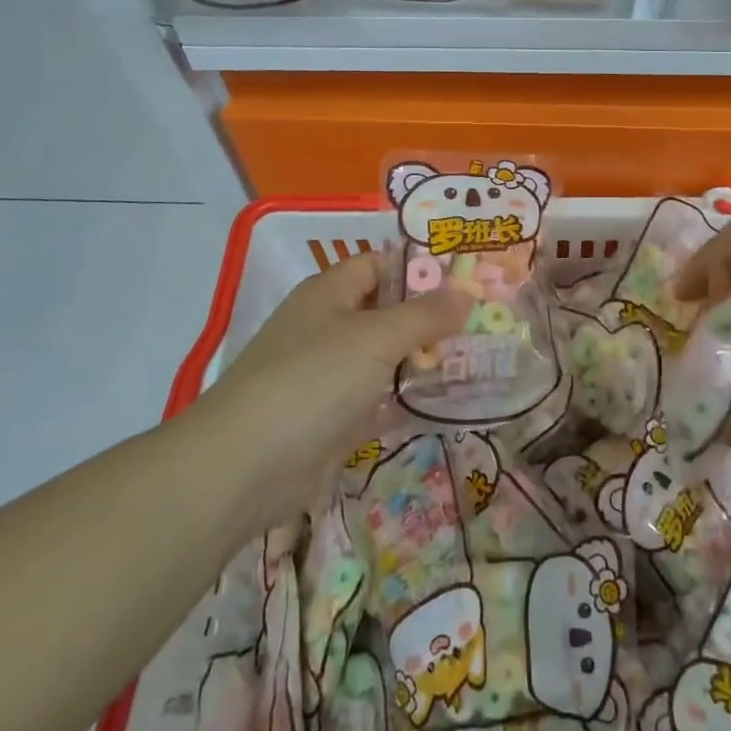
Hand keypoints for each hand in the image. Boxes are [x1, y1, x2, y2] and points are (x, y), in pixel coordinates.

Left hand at [182, 251, 466, 529]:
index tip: (470, 277)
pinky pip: (378, 398)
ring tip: (477, 359)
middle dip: (432, 317)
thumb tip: (466, 293)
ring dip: (423, 359)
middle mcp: (328, 326)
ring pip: (385, 357)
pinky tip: (445, 402)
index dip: (422, 267)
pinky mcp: (331, 418)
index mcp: (330, 292)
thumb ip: (425, 315)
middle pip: (387, 311)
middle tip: (485, 322)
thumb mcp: (376, 338)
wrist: (245, 467)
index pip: (382, 264)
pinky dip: (406, 399)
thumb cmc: (312, 381)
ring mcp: (328, 374)